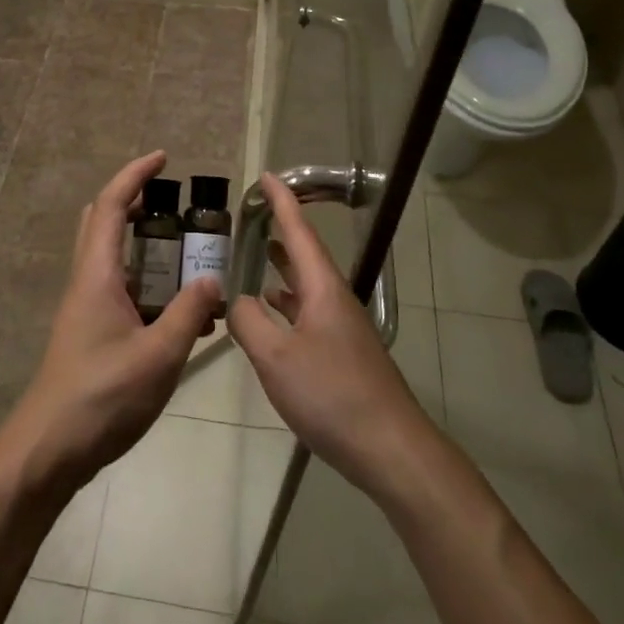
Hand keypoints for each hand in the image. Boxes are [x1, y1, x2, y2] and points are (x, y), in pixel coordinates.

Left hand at [0, 152, 223, 495]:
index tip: (164, 158)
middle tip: (175, 204)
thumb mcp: (159, 355)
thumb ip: (190, 313)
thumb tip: (212, 278)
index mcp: (98, 275)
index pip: (113, 205)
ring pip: (112, 257)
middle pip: (104, 222)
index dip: (136, 175)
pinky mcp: (90, 333)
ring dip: (145, 245)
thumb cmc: (101, 398)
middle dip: (136, 202)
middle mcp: (87, 282)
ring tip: (189, 255)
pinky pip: (121, 290)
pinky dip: (148, 283)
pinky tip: (182, 313)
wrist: (48, 450)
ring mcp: (85, 308)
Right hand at [226, 173, 436, 496]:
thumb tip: (235, 300)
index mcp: (322, 289)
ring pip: (307, 285)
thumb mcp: (276, 357)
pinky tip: (273, 313)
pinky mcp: (343, 353)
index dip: (282, 202)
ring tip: (260, 254)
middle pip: (306, 255)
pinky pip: (309, 313)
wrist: (389, 447)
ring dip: (284, 267)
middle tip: (256, 214)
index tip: (267, 175)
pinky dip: (287, 303)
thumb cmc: (331, 394)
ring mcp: (342, 328)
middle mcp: (335, 300)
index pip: (299, 232)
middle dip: (283, 231)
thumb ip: (248, 323)